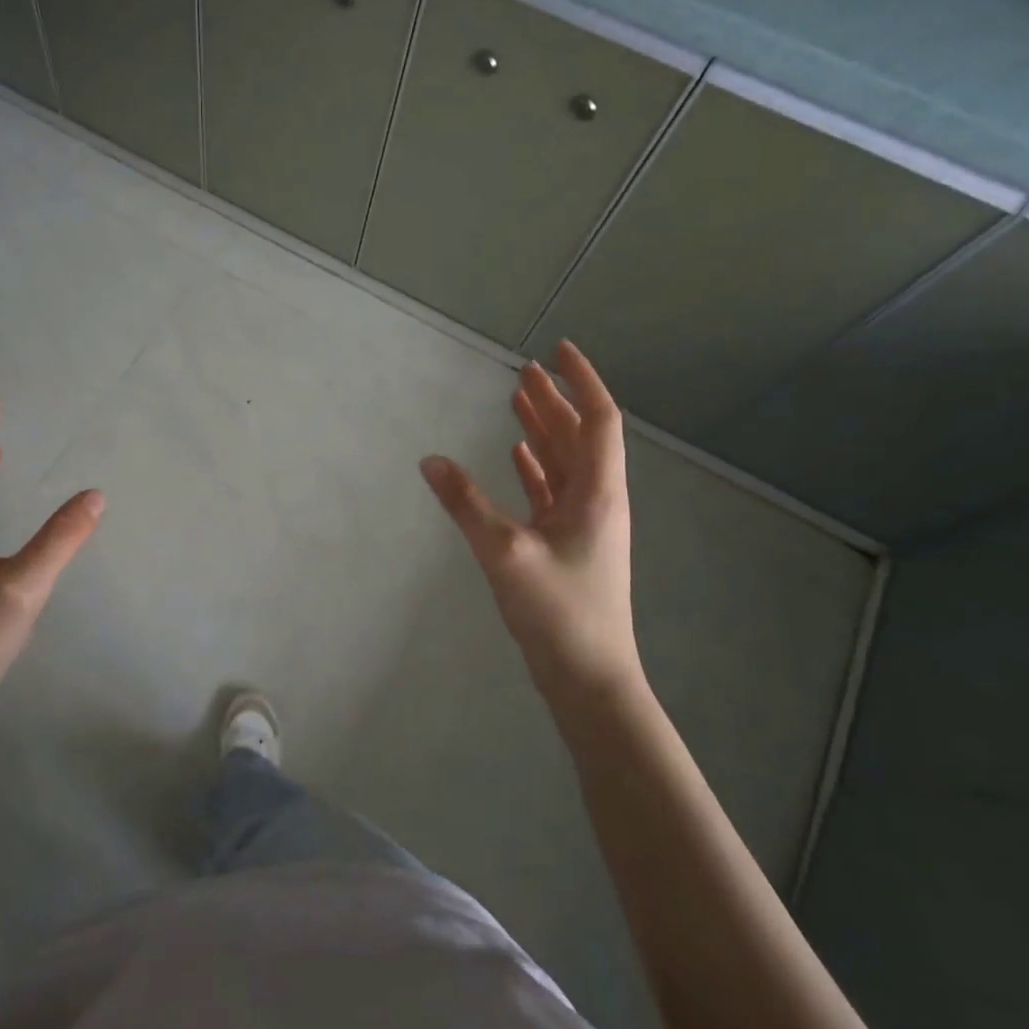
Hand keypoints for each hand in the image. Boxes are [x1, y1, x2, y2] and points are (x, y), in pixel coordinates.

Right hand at [420, 340, 641, 706]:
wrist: (589, 678)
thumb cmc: (558, 611)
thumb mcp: (504, 553)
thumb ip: (465, 504)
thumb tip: (429, 460)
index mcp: (597, 492)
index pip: (598, 420)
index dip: (581, 381)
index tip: (556, 350)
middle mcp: (597, 500)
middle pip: (579, 436)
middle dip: (554, 400)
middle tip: (524, 370)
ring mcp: (584, 523)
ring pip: (565, 462)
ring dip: (544, 430)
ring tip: (516, 400)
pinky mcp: (568, 544)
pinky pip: (553, 490)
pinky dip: (536, 467)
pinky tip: (516, 456)